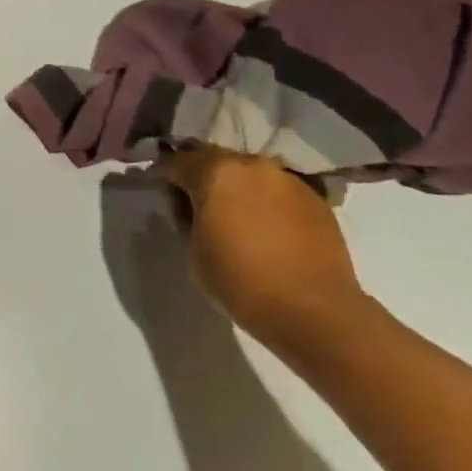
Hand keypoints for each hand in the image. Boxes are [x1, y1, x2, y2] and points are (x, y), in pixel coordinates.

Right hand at [155, 148, 365, 347]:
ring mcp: (287, 179)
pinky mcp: (314, 198)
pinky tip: (265, 226)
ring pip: (248, 173)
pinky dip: (264, 200)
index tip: (157, 186)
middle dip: (200, 174)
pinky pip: (276, 190)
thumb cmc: (241, 282)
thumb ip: (187, 217)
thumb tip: (189, 205)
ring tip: (233, 213)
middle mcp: (251, 164)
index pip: (176, 161)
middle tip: (194, 199)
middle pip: (214, 159)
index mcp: (215, 172)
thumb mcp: (194, 250)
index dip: (162, 174)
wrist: (314, 311)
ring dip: (235, 186)